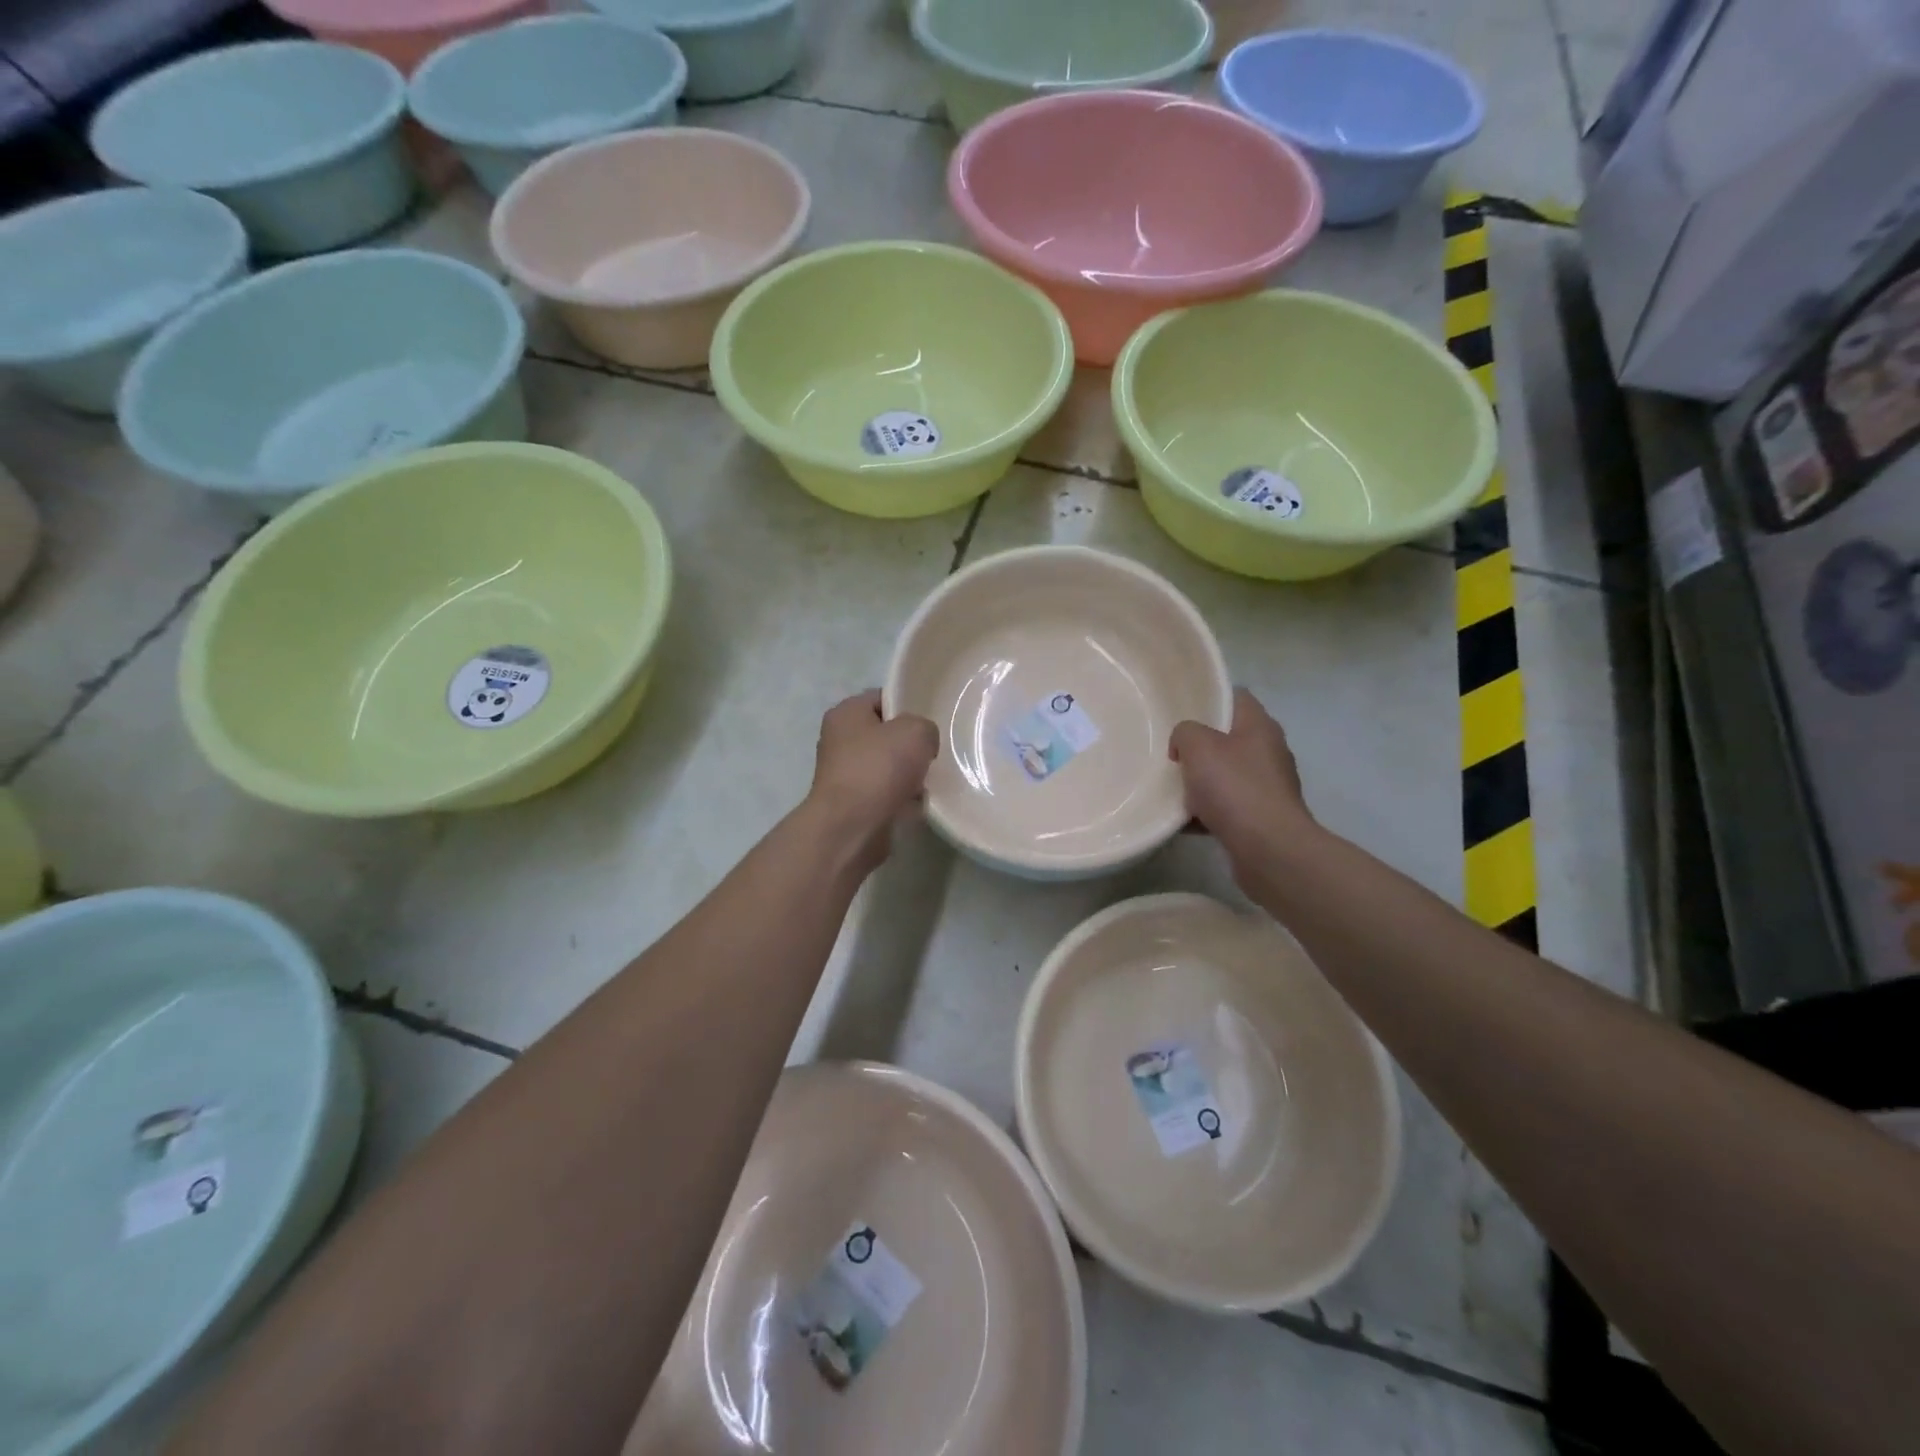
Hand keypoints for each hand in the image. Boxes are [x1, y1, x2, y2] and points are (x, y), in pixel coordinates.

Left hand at [806, 690, 938, 870]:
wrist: (852, 828)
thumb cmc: (879, 769)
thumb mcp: (916, 732)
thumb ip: (925, 728)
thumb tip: (922, 745)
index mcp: (846, 713)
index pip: (881, 699)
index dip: (908, 706)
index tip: (930, 723)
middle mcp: (839, 741)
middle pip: (886, 735)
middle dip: (910, 746)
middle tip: (932, 754)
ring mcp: (844, 775)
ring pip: (888, 767)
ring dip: (909, 776)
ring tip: (929, 782)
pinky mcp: (853, 805)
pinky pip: (886, 795)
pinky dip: (901, 800)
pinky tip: (918, 805)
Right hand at [1169, 689, 1313, 860]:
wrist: (1268, 849)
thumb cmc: (1234, 788)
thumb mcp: (1198, 746)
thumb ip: (1185, 733)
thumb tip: (1184, 746)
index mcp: (1260, 727)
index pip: (1236, 697)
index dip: (1209, 698)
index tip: (1181, 710)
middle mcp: (1269, 752)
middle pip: (1229, 738)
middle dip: (1199, 746)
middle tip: (1171, 752)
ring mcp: (1268, 787)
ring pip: (1226, 775)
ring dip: (1200, 782)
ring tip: (1171, 789)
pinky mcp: (1262, 818)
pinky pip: (1227, 808)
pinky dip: (1207, 813)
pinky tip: (1183, 822)